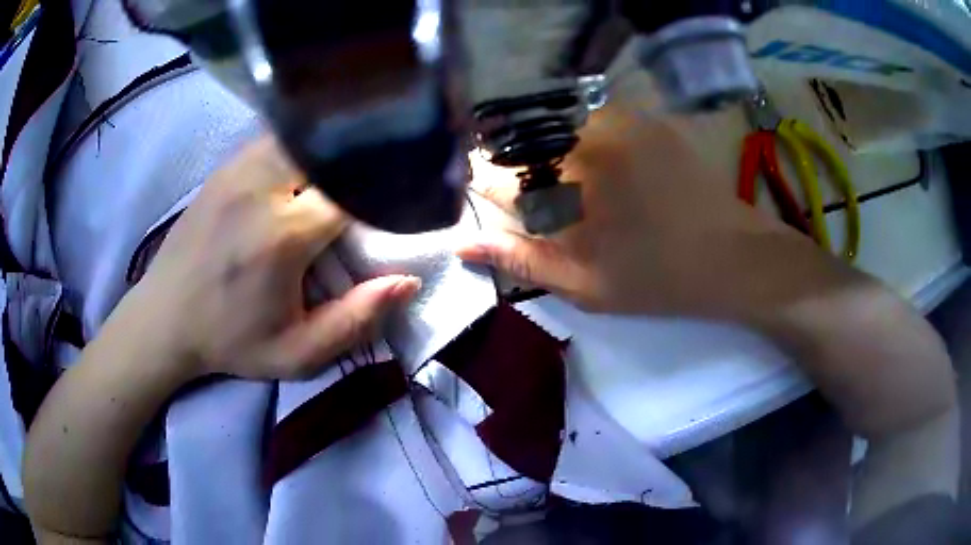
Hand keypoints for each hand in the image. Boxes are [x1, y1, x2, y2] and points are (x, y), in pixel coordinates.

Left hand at [130, 137, 420, 379]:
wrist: (164, 318)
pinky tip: (304, 170)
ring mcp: (239, 168)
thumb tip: (407, 281)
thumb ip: (356, 322)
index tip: (394, 209)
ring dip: (331, 152)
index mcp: (283, 234)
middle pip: (332, 150)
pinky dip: (302, 146)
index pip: (355, 190)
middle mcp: (262, 187)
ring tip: (340, 177)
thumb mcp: (296, 354)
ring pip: (306, 135)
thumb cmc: (229, 340)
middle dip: (359, 166)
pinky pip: (278, 138)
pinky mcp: (225, 166)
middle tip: (368, 189)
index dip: (383, 194)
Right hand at [459, 100, 833, 320]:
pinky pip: (588, 120)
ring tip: (566, 190)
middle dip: (514, 169)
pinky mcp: (642, 118)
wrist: (735, 255)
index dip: (485, 188)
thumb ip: (520, 259)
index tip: (490, 203)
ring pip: (553, 127)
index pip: (495, 171)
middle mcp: (586, 136)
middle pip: (520, 141)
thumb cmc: (659, 279)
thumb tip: (462, 242)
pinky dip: (578, 142)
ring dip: (546, 154)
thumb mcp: (585, 284)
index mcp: (567, 180)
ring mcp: (619, 120)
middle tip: (533, 203)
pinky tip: (598, 172)